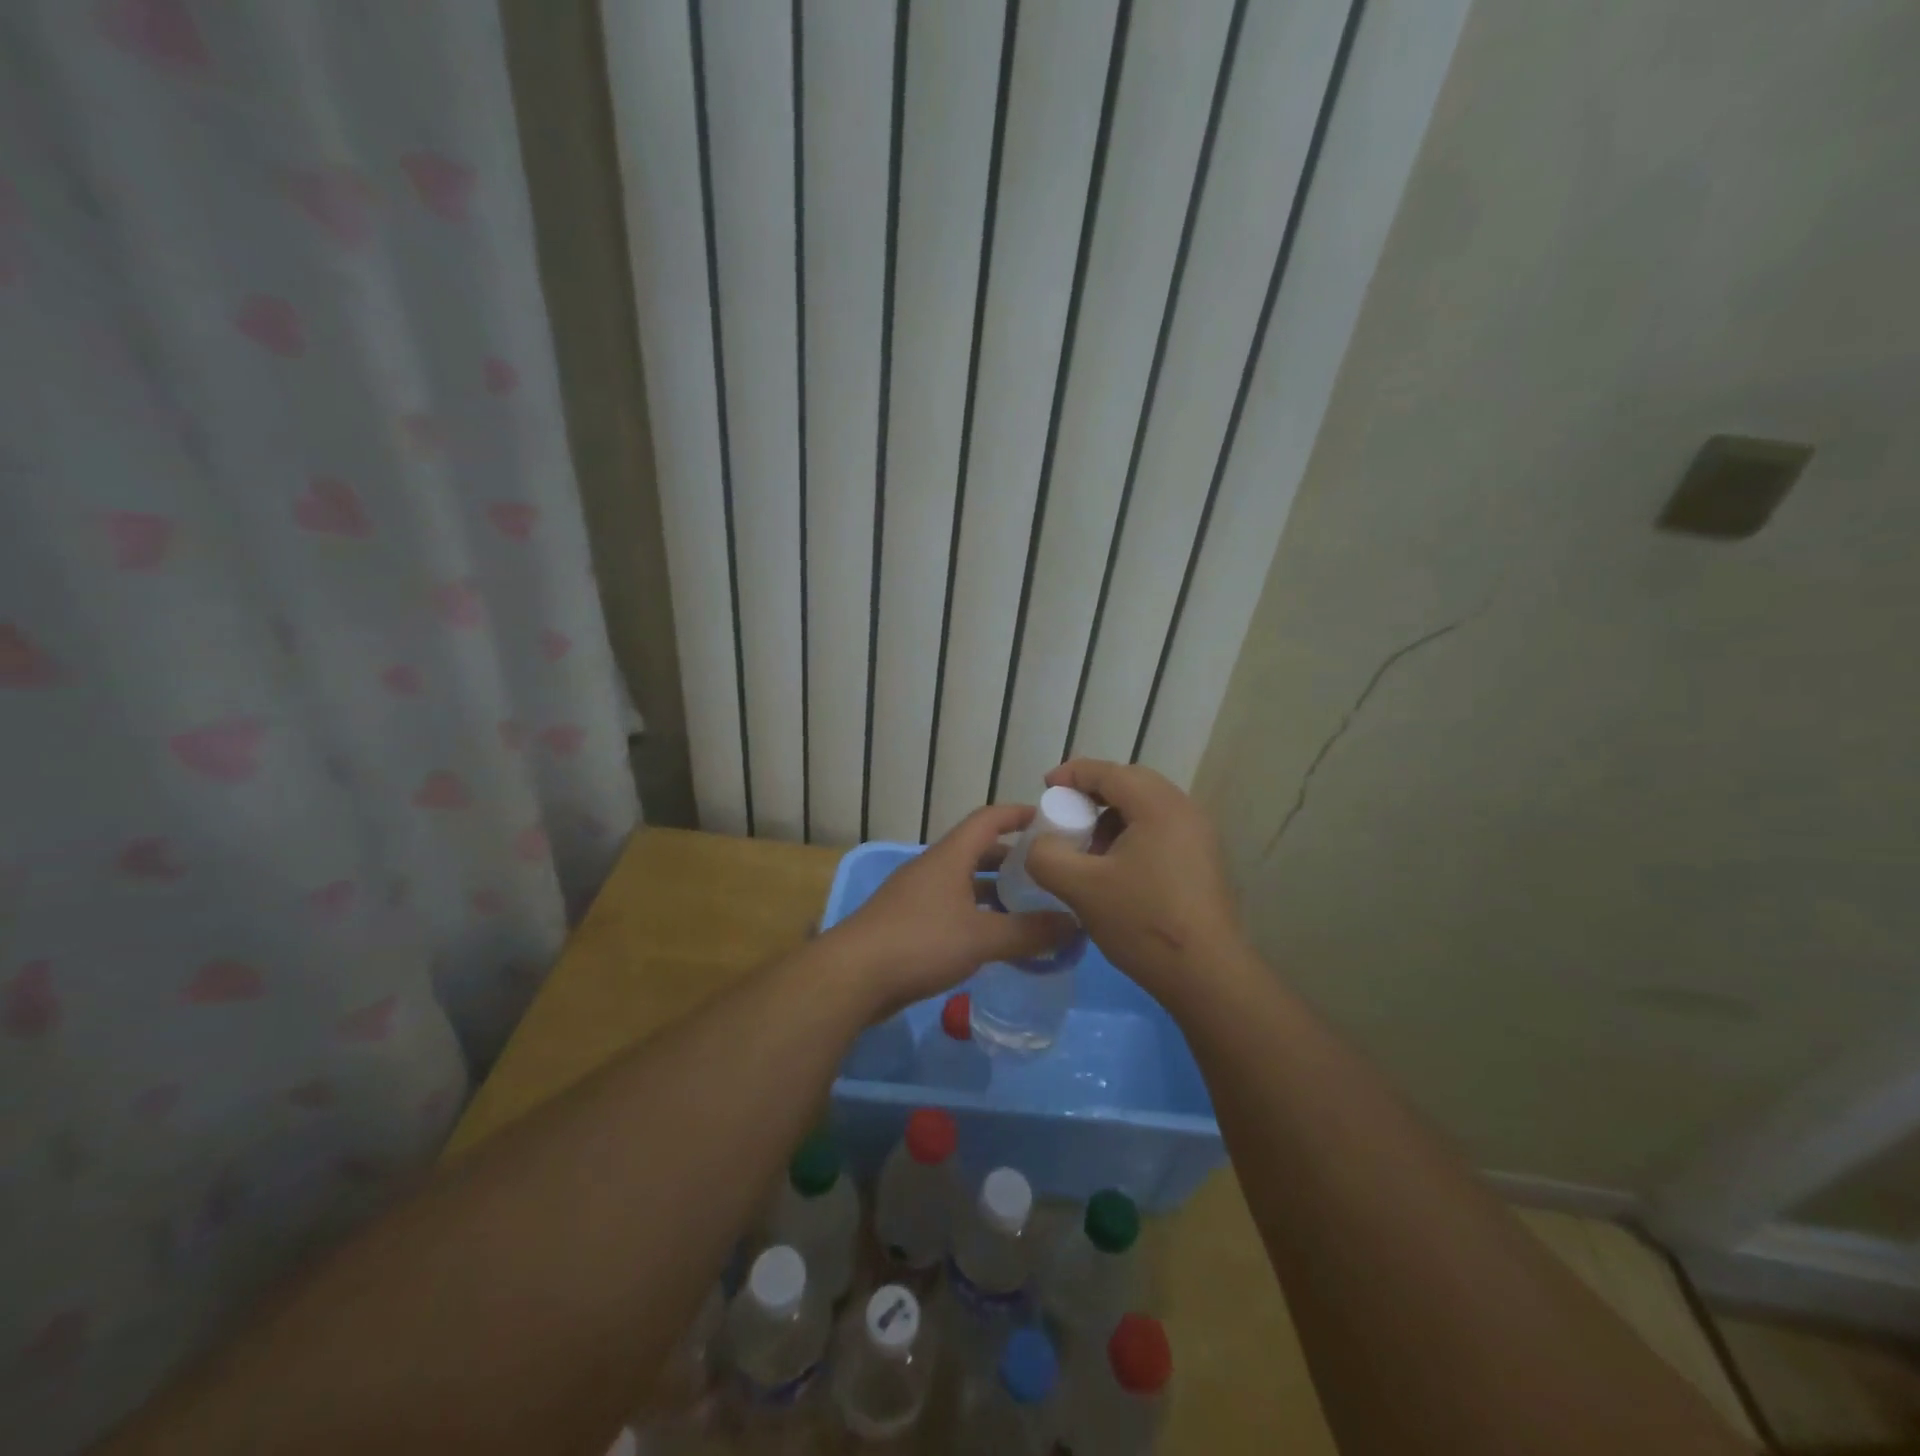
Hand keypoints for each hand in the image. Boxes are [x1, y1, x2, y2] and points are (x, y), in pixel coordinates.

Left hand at [833, 805, 1075, 1014]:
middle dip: (1012, 858)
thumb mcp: (981, 938)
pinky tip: (993, 939)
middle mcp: (932, 868)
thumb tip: (1074, 923)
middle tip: (1047, 871)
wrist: (852, 977)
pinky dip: (976, 914)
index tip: (1050, 819)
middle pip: (977, 851)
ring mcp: (917, 895)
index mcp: (949, 857)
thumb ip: (1029, 931)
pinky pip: (951, 908)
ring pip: (964, 883)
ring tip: (1028, 907)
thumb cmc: (920, 943)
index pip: (988, 819)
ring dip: (994, 890)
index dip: (1018, 814)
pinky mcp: (907, 923)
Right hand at [1026, 759, 1245, 999]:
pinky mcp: (1202, 860)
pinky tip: (1115, 869)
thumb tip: (1041, 844)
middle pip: (1131, 783)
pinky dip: (1132, 835)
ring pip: (1146, 808)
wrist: (1206, 974)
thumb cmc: (1143, 921)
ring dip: (1112, 817)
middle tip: (1065, 814)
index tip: (1045, 787)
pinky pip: (1160, 830)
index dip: (1072, 774)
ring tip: (1088, 848)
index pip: (1109, 772)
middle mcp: (1184, 810)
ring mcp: (1199, 836)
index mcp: (1158, 806)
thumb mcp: (1080, 887)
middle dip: (1092, 794)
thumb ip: (1047, 856)